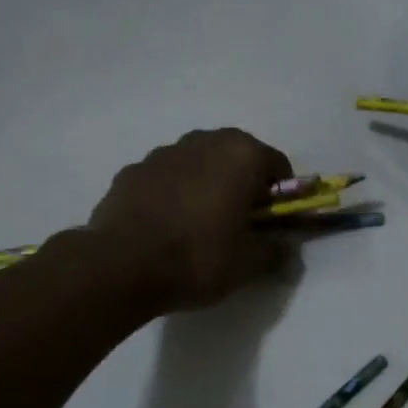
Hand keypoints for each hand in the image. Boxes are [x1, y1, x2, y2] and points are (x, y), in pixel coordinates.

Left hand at [85, 129, 294, 312]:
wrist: (120, 265)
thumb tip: (286, 251)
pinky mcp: (131, 170)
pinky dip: (171, 193)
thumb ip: (275, 252)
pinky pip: (164, 178)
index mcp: (241, 154)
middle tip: (238, 222)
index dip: (279, 196)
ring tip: (197, 225)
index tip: (271, 223)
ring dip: (205, 184)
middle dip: (242, 183)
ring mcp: (163, 153)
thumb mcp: (248, 264)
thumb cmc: (198, 257)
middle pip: (236, 157)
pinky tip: (164, 226)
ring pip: (198, 163)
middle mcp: (204, 141)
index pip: (277, 166)